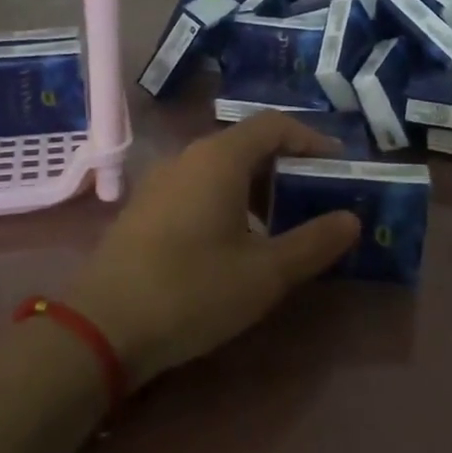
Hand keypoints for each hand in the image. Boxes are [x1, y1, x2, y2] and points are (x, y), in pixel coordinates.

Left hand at [68, 113, 361, 385]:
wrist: (101, 328)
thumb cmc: (192, 290)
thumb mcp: (266, 273)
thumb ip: (314, 243)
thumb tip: (350, 220)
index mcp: (219, 158)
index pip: (275, 125)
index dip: (312, 139)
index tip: (338, 166)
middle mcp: (188, 157)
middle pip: (248, 143)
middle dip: (288, 166)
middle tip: (316, 197)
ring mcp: (161, 182)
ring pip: (222, 168)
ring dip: (259, 187)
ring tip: (283, 224)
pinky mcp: (145, 209)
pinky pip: (198, 188)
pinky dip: (230, 201)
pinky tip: (237, 242)